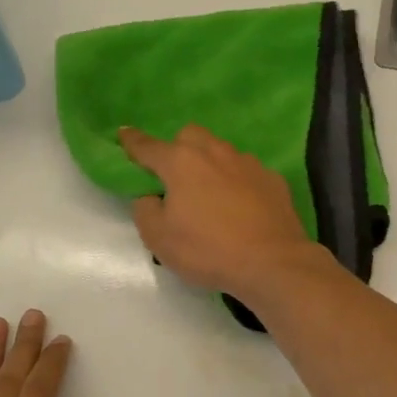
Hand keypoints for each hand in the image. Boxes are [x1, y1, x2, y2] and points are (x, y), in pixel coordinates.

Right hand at [120, 124, 324, 299]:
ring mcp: (248, 163)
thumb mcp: (159, 239)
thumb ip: (146, 210)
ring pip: (222, 151)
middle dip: (178, 148)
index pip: (148, 146)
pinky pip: (248, 172)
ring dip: (211, 165)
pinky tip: (242, 206)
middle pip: (190, 136)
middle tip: (175, 177)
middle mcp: (215, 152)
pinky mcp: (273, 179)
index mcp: (181, 163)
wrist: (272, 262)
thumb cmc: (208, 250)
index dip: (132, 142)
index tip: (123, 134)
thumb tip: (151, 196)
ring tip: (211, 194)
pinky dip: (239, 183)